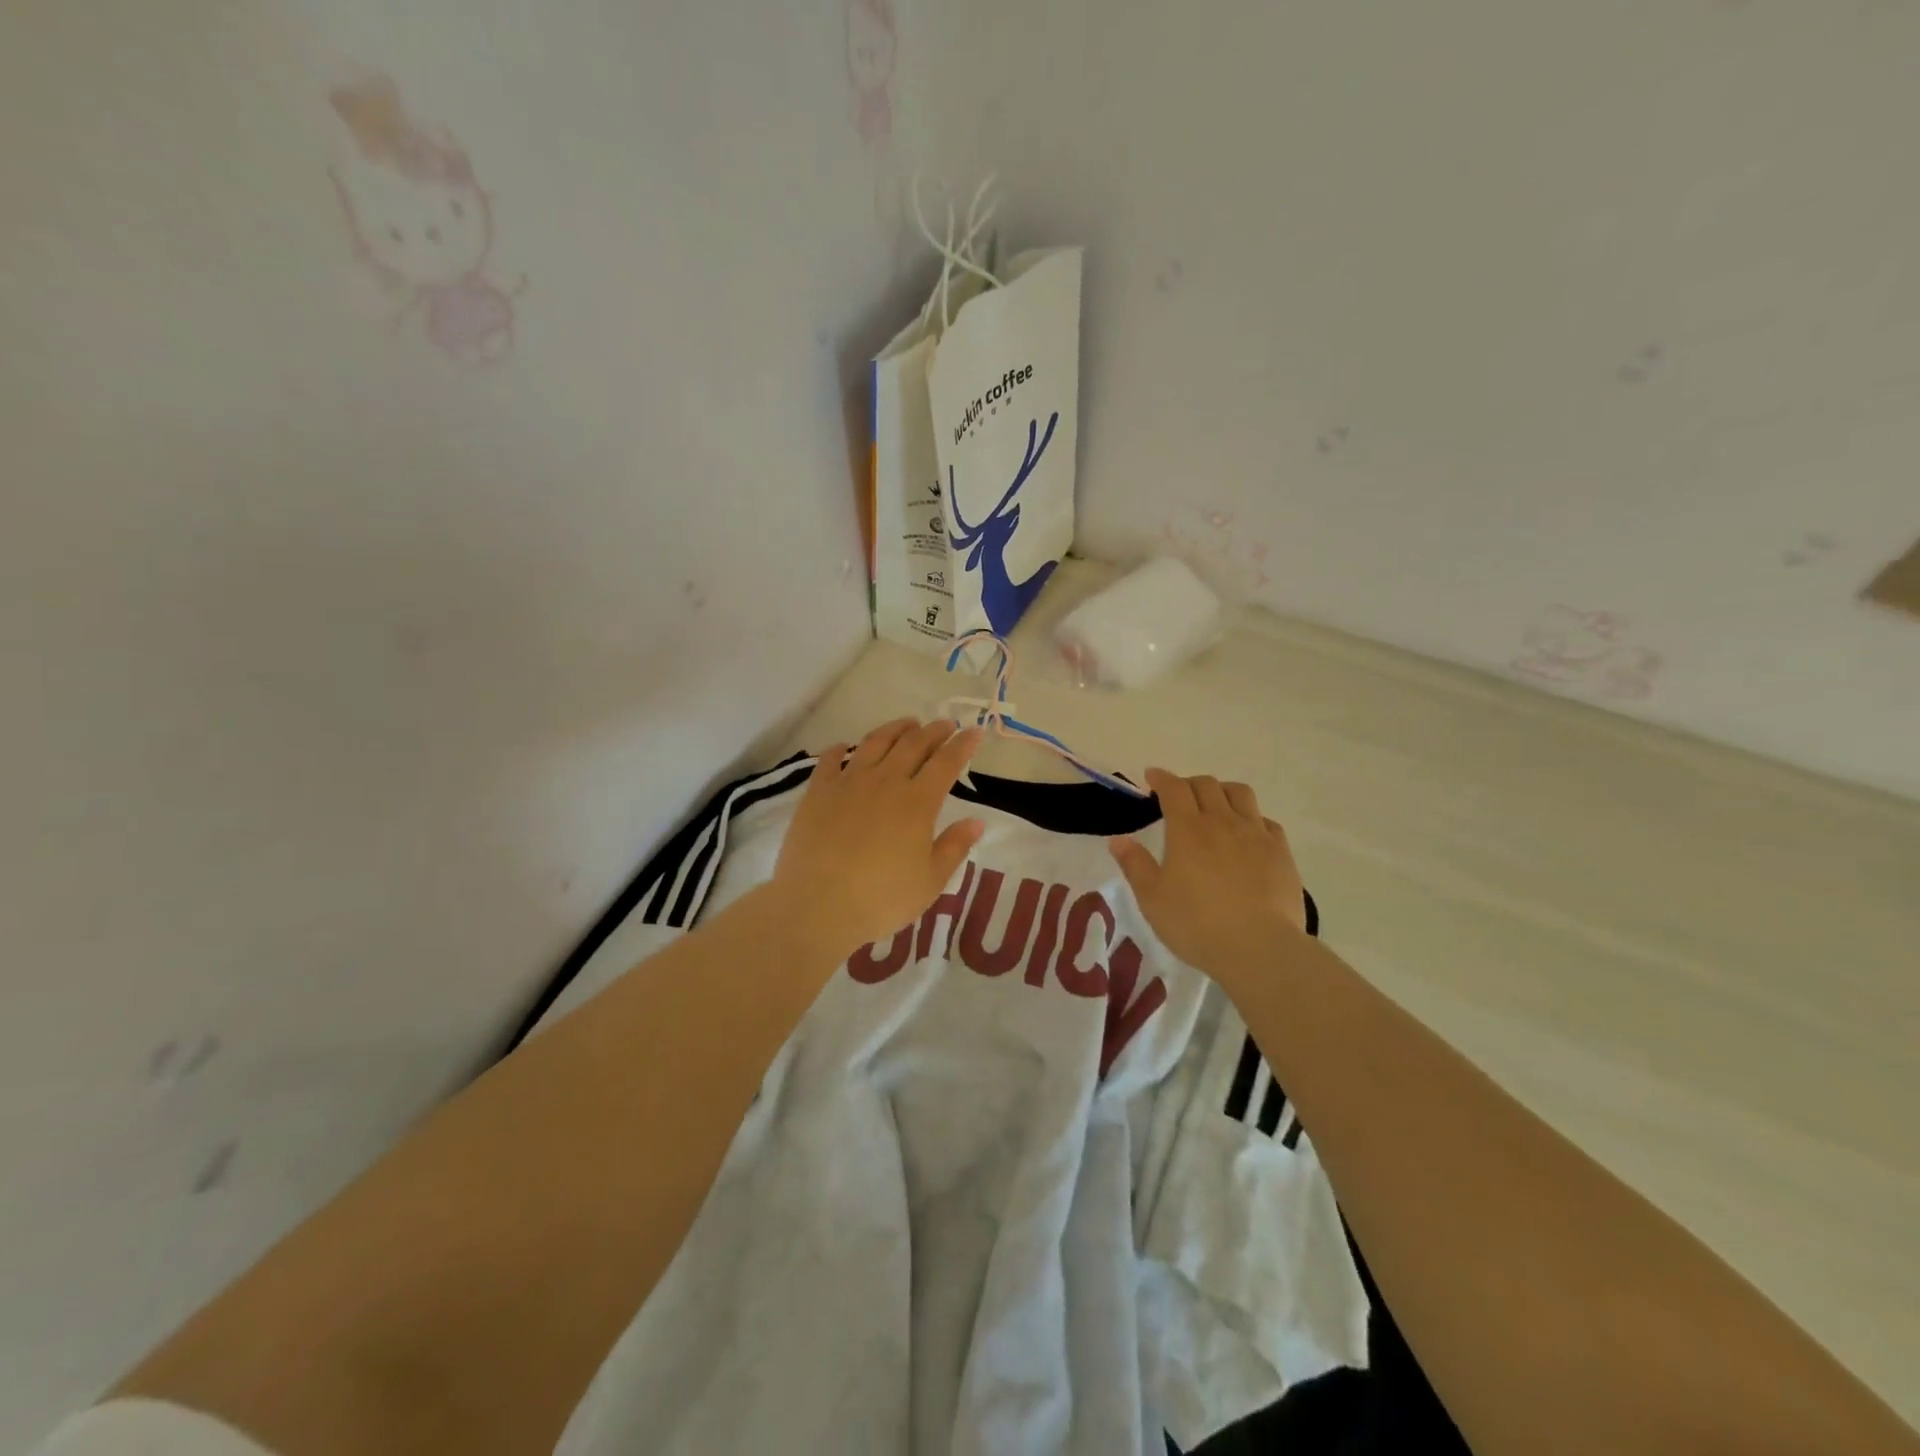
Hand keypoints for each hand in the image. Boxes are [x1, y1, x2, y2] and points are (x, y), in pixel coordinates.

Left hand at [770, 719, 985, 960]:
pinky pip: (831, 759)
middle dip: (933, 731)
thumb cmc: (881, 899)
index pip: (947, 762)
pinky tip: (844, 747)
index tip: (974, 731)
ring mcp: (849, 782)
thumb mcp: (930, 881)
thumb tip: (976, 821)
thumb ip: (954, 847)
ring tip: (907, 725)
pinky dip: (841, 748)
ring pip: (875, 742)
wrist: (818, 904)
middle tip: (944, 725)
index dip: (962, 744)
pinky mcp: (818, 791)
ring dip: (895, 729)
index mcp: (918, 802)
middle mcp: (886, 782)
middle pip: (913, 744)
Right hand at [1109, 770, 1307, 981]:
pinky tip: (1247, 834)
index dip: (1161, 778)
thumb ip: (1135, 865)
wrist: (1259, 947)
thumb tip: (1118, 840)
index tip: (1152, 777)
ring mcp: (1256, 834)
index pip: (1173, 788)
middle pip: (1207, 785)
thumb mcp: (1152, 899)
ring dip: (1223, 791)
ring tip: (1215, 805)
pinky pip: (1266, 821)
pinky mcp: (1281, 852)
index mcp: (1187, 829)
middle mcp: (1222, 821)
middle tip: (1179, 796)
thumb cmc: (1196, 923)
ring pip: (1240, 794)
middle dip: (1189, 783)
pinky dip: (1251, 818)